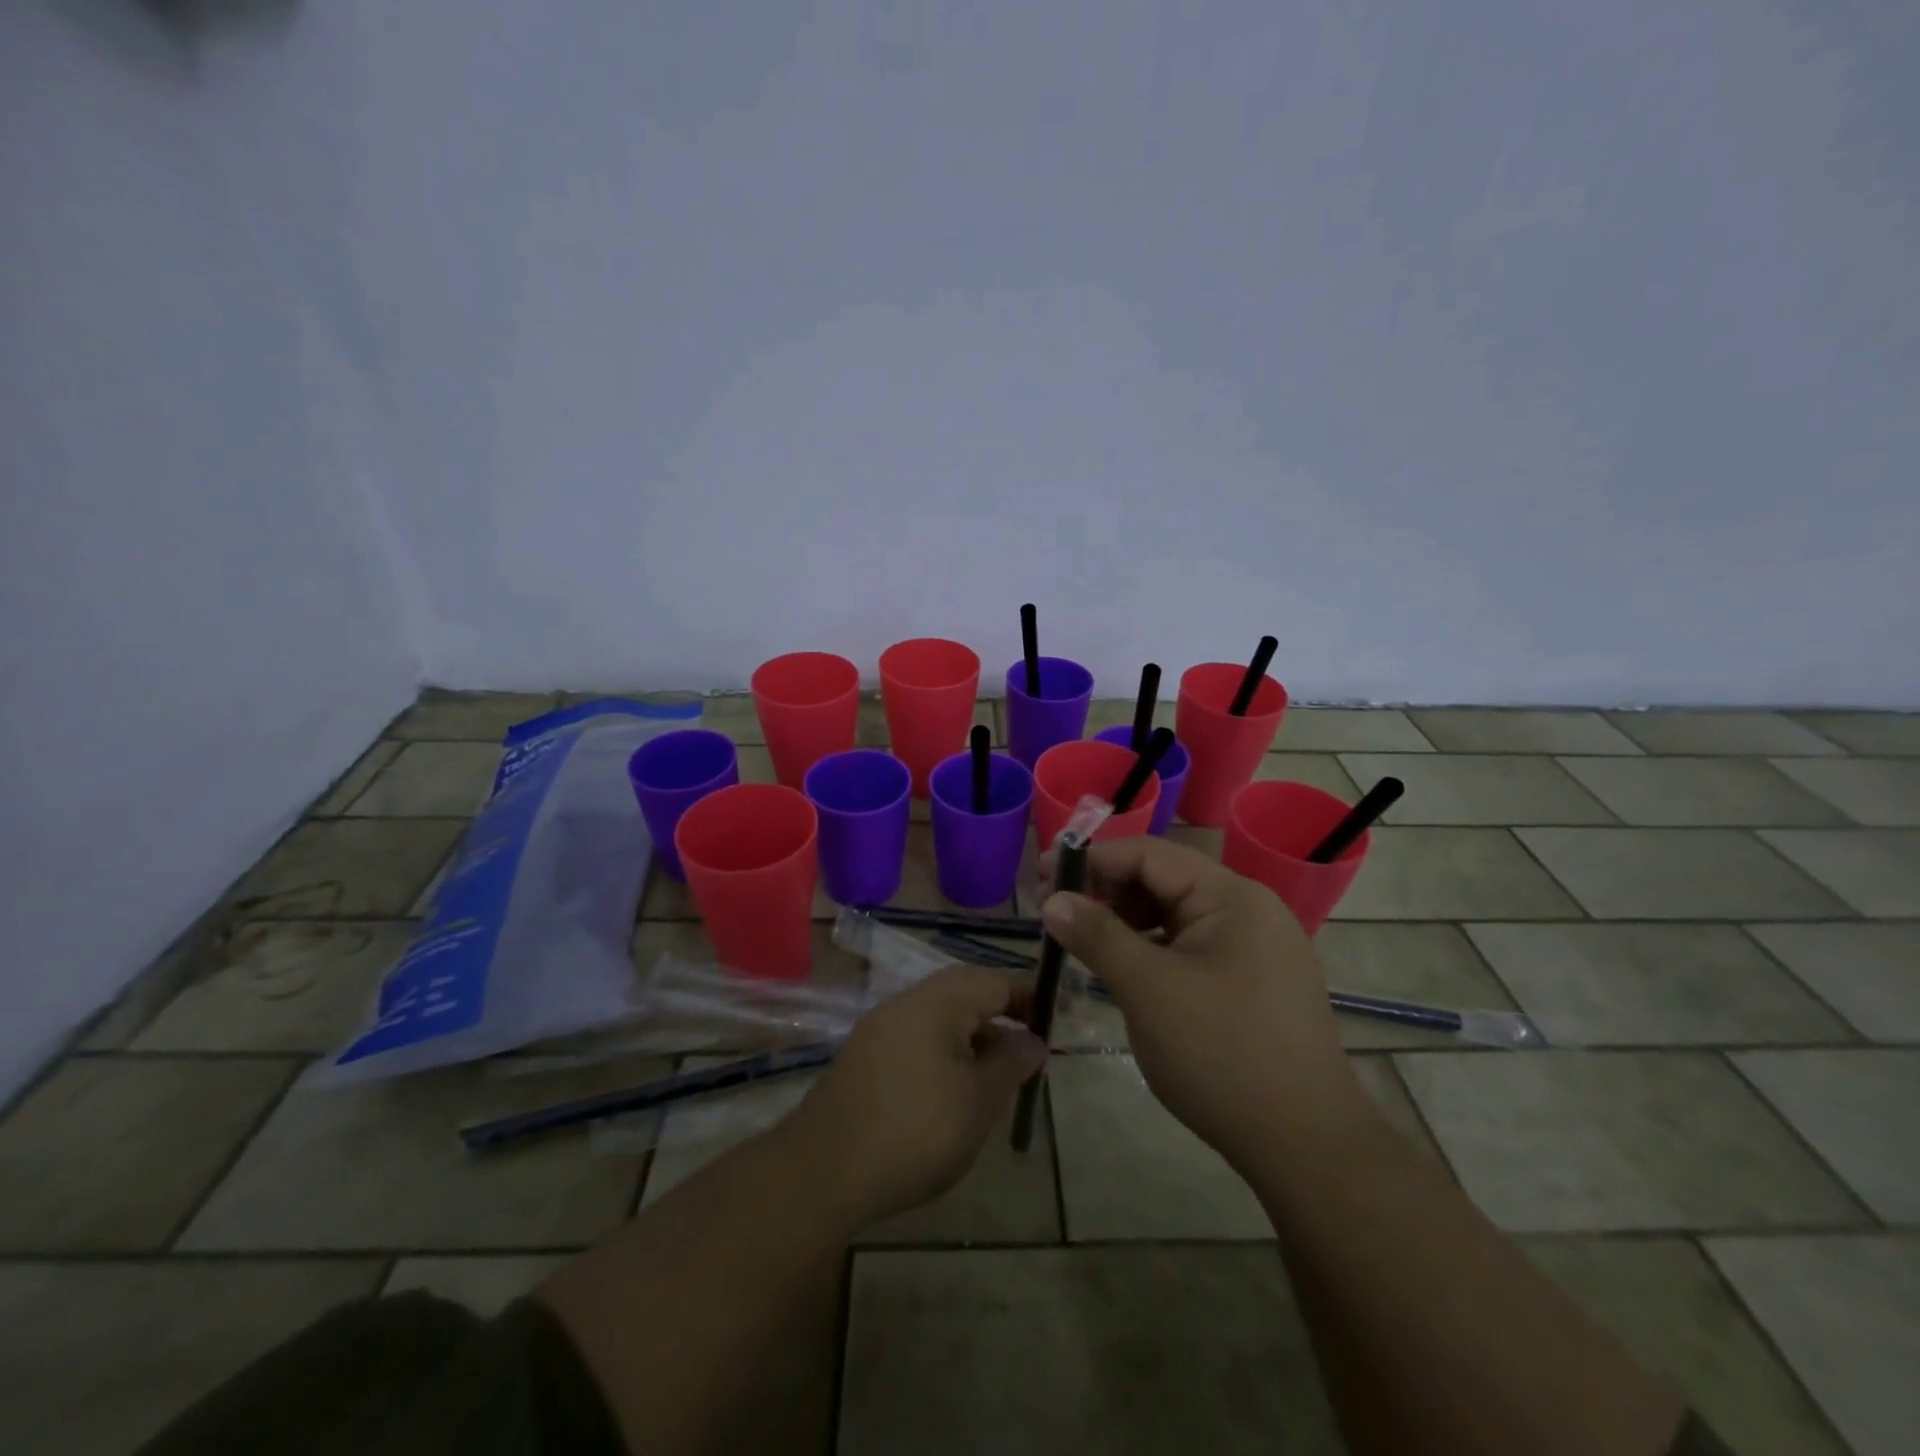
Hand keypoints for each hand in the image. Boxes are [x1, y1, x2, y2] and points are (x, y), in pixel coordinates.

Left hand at [786, 964, 1046, 1226]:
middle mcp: (907, 1002)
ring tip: (997, 1077)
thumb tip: (1033, 1039)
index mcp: (938, 1000)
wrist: (825, 1170)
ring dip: (973, 1038)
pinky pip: (917, 1039)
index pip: (995, 980)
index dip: (1029, 997)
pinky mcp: (864, 1058)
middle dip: (1001, 1016)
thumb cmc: (916, 1129)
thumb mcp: (979, 1100)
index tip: (1055, 1024)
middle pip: (965, 993)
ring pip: (940, 1018)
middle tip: (1029, 1051)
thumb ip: (1011, 1063)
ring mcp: (880, 1028)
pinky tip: (953, 1092)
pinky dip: (944, 1054)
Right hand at [1039, 836, 1368, 1171]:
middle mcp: (1249, 909)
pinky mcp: (1255, 981)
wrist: (1307, 1147)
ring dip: (1127, 921)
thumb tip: (1052, 899)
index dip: (1092, 860)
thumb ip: (1098, 936)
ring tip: (1086, 944)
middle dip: (1107, 891)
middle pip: (1164, 879)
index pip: (1150, 854)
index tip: (1042, 879)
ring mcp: (1257, 947)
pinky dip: (1153, 948)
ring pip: (1176, 914)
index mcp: (1232, 897)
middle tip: (1058, 916)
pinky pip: (1192, 945)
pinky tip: (1127, 971)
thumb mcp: (1148, 990)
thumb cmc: (1221, 1056)